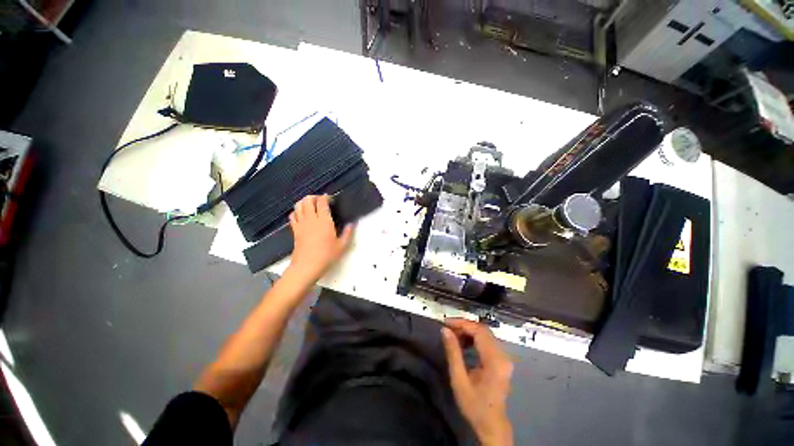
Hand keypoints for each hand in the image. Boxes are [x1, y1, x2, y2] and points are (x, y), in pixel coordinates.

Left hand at [288, 195, 354, 281]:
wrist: (307, 266)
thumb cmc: (326, 256)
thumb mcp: (342, 246)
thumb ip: (348, 233)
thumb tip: (352, 224)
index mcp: (324, 221)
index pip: (322, 202)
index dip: (326, 197)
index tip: (331, 198)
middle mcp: (311, 219)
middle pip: (308, 200)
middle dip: (314, 197)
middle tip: (321, 200)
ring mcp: (301, 223)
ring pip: (299, 205)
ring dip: (304, 202)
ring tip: (311, 205)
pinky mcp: (295, 230)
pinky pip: (293, 215)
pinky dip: (296, 211)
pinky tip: (302, 215)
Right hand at [441, 318, 513, 445]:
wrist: (491, 424)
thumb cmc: (474, 404)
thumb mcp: (459, 380)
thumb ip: (453, 353)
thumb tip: (445, 330)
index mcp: (494, 360)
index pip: (479, 331)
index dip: (462, 323)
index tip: (446, 322)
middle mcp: (503, 355)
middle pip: (483, 330)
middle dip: (464, 326)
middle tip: (448, 328)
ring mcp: (504, 357)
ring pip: (486, 334)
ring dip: (469, 331)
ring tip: (454, 336)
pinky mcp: (502, 360)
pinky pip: (488, 341)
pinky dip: (475, 338)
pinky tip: (465, 343)